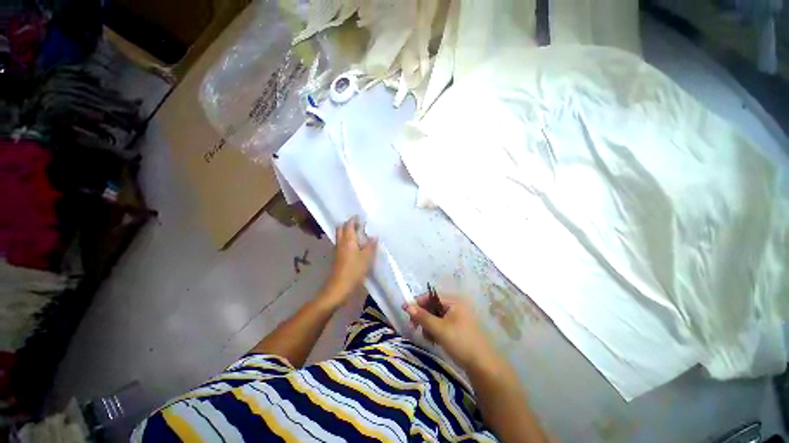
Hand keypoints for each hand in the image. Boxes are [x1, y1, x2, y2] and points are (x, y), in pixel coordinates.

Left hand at [321, 216, 377, 307]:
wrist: (339, 287)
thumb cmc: (354, 270)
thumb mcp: (367, 258)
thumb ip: (371, 246)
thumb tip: (374, 236)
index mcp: (348, 240)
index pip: (349, 224)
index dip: (354, 219)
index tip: (361, 217)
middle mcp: (341, 242)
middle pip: (341, 228)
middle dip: (349, 224)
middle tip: (359, 224)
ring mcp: (337, 250)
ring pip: (340, 236)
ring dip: (347, 232)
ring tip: (358, 233)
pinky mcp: (337, 257)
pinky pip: (341, 243)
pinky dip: (347, 240)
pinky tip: (354, 245)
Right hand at [403, 294, 502, 371]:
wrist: (483, 365)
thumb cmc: (460, 342)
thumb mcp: (439, 329)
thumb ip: (422, 316)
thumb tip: (407, 306)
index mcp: (454, 301)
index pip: (431, 296)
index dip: (417, 302)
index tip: (405, 311)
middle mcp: (456, 306)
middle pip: (433, 306)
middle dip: (423, 317)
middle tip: (414, 327)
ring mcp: (458, 317)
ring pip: (436, 316)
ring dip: (428, 325)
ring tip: (427, 338)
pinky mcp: (458, 328)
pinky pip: (442, 324)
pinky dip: (435, 331)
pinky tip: (434, 341)